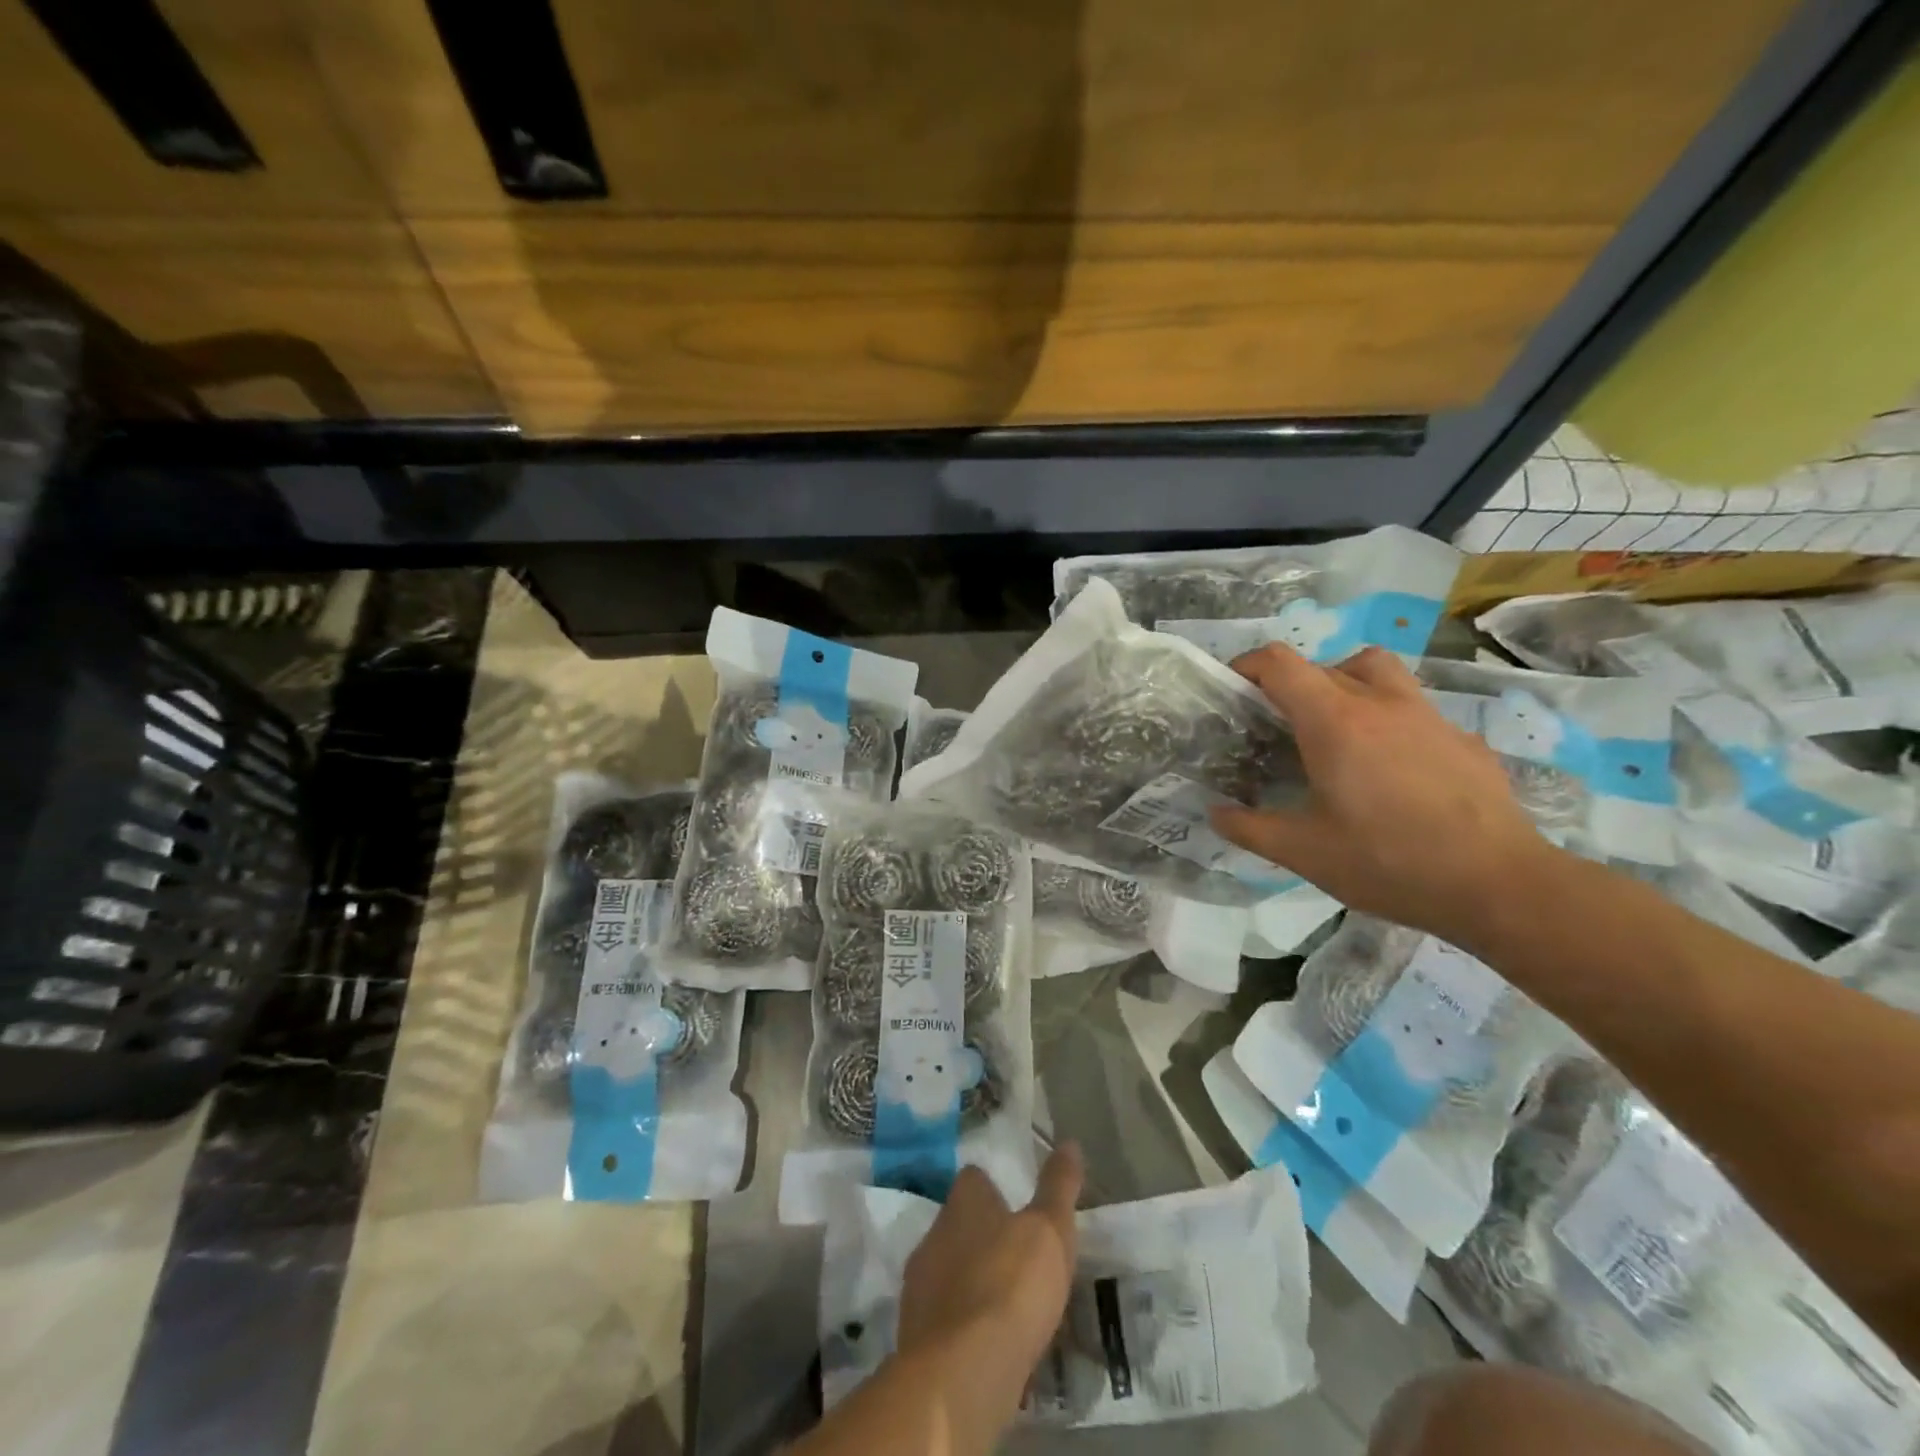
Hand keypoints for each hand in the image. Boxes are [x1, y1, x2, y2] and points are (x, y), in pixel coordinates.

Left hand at [897, 1144, 1082, 1417]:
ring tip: (1007, 1308)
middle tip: (1017, 1260)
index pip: (973, 1179)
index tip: (1017, 1207)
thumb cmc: (1010, 1285)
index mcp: (963, 1202)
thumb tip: (1069, 1143)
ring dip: (972, 1283)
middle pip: (958, 1224)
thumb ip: (1058, 1187)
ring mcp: (919, 1286)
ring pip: (948, 1272)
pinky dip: (963, 1327)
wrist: (962, 1373)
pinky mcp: (914, 1335)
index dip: (994, 1189)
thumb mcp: (1050, 1230)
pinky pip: (944, 1320)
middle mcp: (934, 1233)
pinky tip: (989, 1346)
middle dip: (983, 1238)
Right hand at [1211, 644, 1552, 945]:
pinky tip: (1394, 773)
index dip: (1247, 666)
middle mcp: (1381, 703)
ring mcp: (1429, 717)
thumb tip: (1216, 813)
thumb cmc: (1388, 862)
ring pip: (1378, 672)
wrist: (1500, 885)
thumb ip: (1249, 828)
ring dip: (1347, 686)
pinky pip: (1415, 712)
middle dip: (1293, 685)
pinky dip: (1391, 723)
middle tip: (1280, 726)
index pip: (1280, 663)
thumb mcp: (1303, 853)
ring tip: (1338, 730)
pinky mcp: (1464, 740)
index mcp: (1334, 721)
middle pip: (1326, 664)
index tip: (1233, 691)